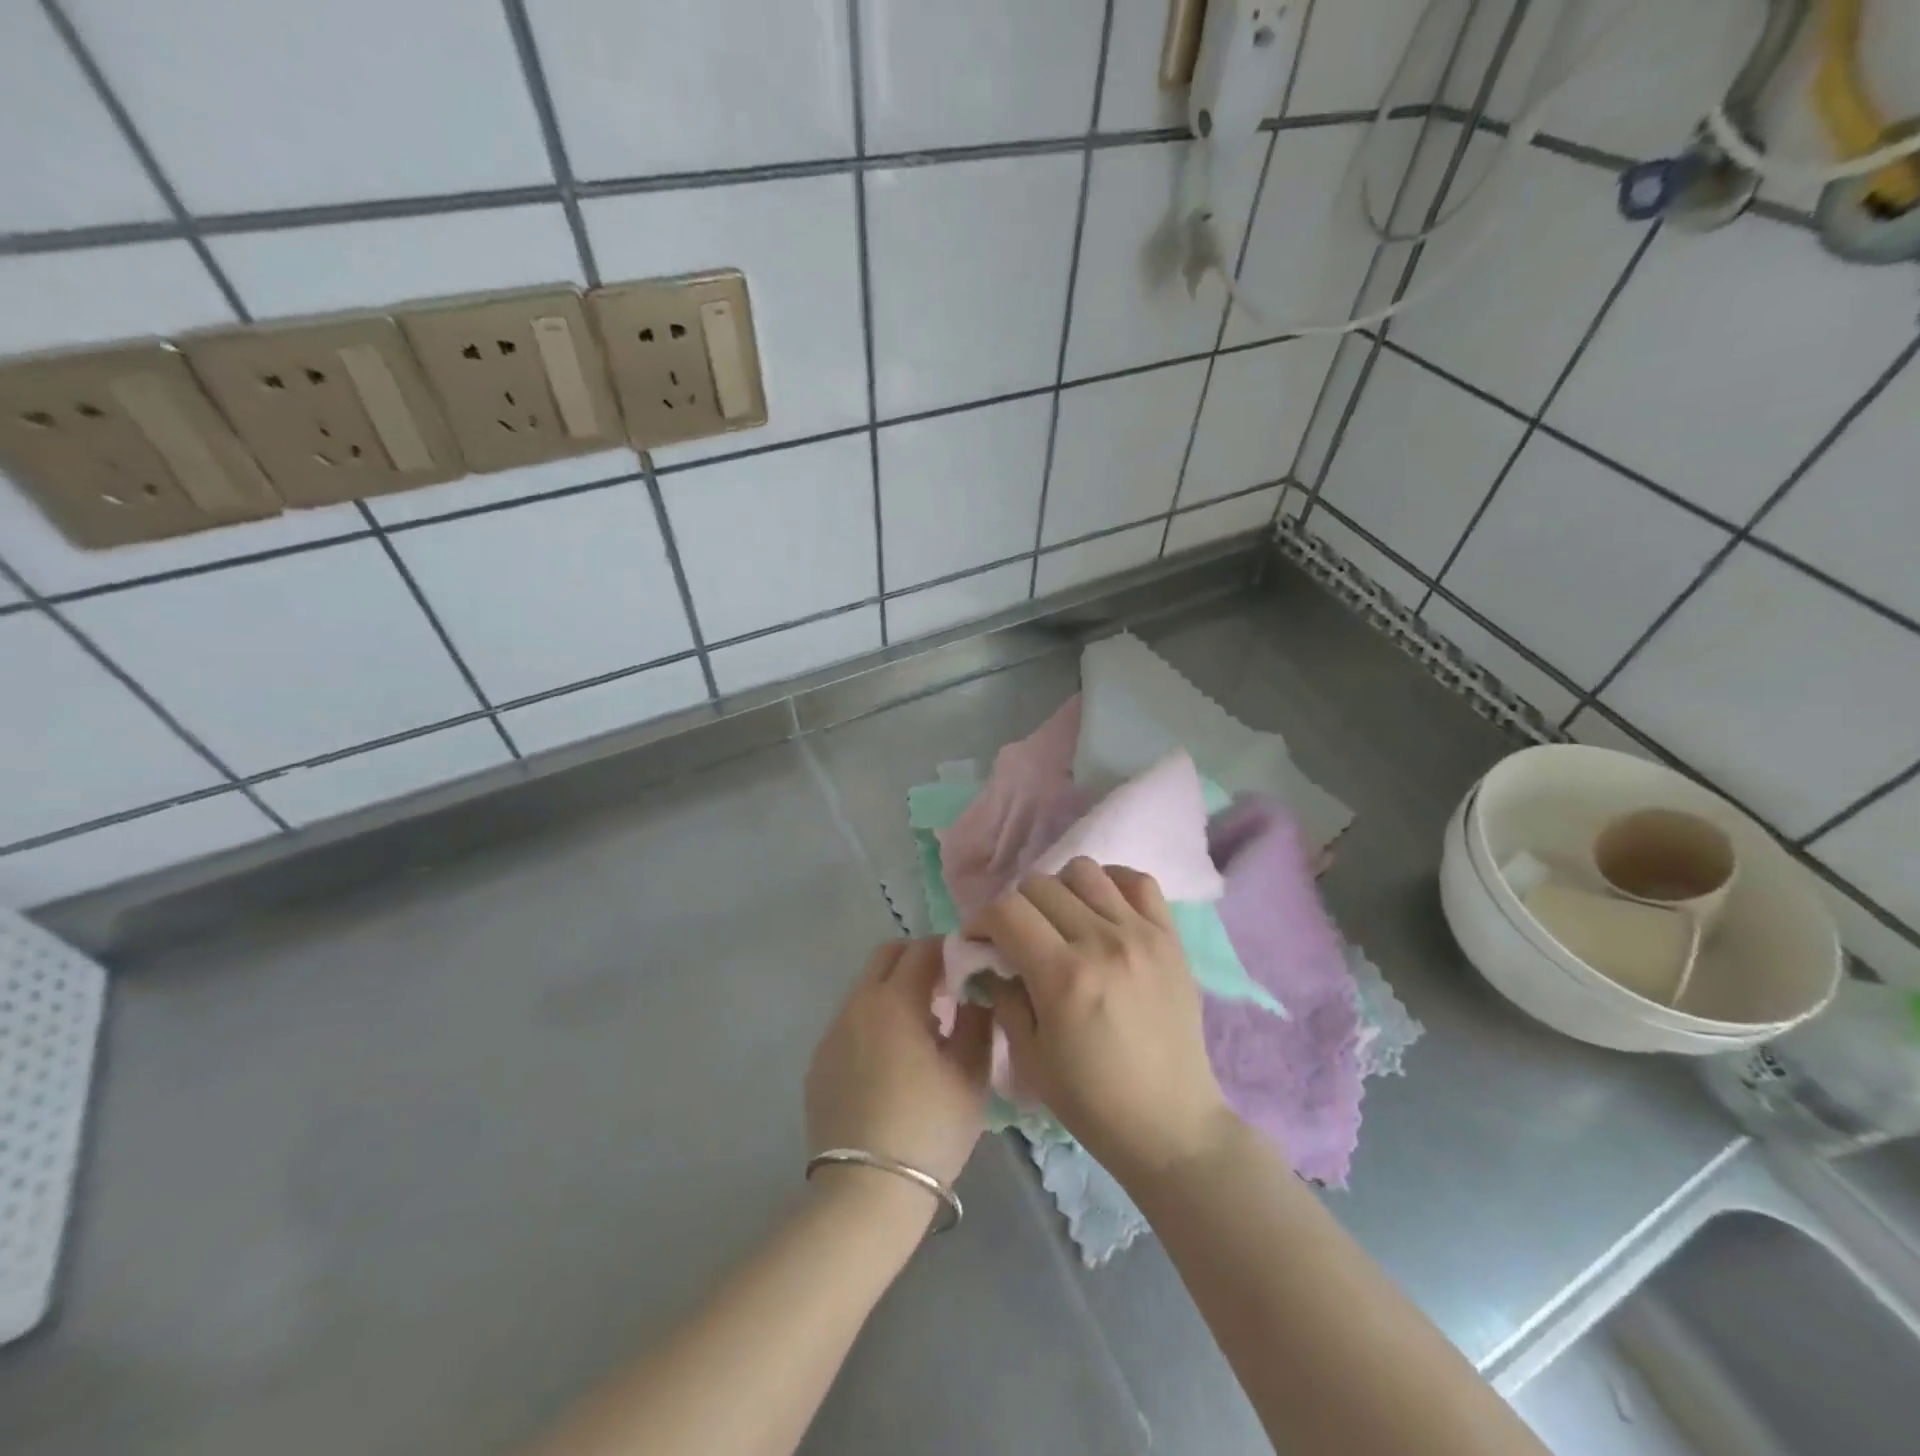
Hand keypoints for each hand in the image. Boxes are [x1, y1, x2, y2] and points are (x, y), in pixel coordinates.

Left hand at [806, 939, 992, 1190]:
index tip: (968, 968)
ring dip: (894, 993)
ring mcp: (832, 1035)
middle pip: (886, 957)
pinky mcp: (818, 1064)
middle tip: (946, 990)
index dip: (949, 950)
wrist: (865, 1194)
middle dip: (917, 960)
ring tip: (922, 1032)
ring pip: (866, 990)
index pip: (922, 949)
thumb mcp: (970, 1077)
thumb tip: (975, 998)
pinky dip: (874, 1024)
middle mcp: (856, 1006)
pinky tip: (892, 1064)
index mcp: (894, 1001)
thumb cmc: (928, 1130)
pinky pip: (851, 1024)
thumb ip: (977, 1024)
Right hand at [964, 859, 1234, 1183]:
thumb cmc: (1092, 1101)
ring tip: (1061, 920)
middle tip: (1017, 936)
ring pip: (1085, 871)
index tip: (979, 941)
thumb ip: (1003, 994)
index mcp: (1064, 976)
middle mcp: (1102, 941)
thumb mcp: (1029, 1056)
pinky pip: (1138, 881)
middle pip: (1040, 884)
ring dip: (1060, 889)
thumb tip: (990, 957)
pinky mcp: (1171, 937)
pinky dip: (1112, 884)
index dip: (981, 920)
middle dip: (1015, 906)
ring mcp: (1142, 934)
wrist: (1171, 1124)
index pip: (1007, 911)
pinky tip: (1102, 910)